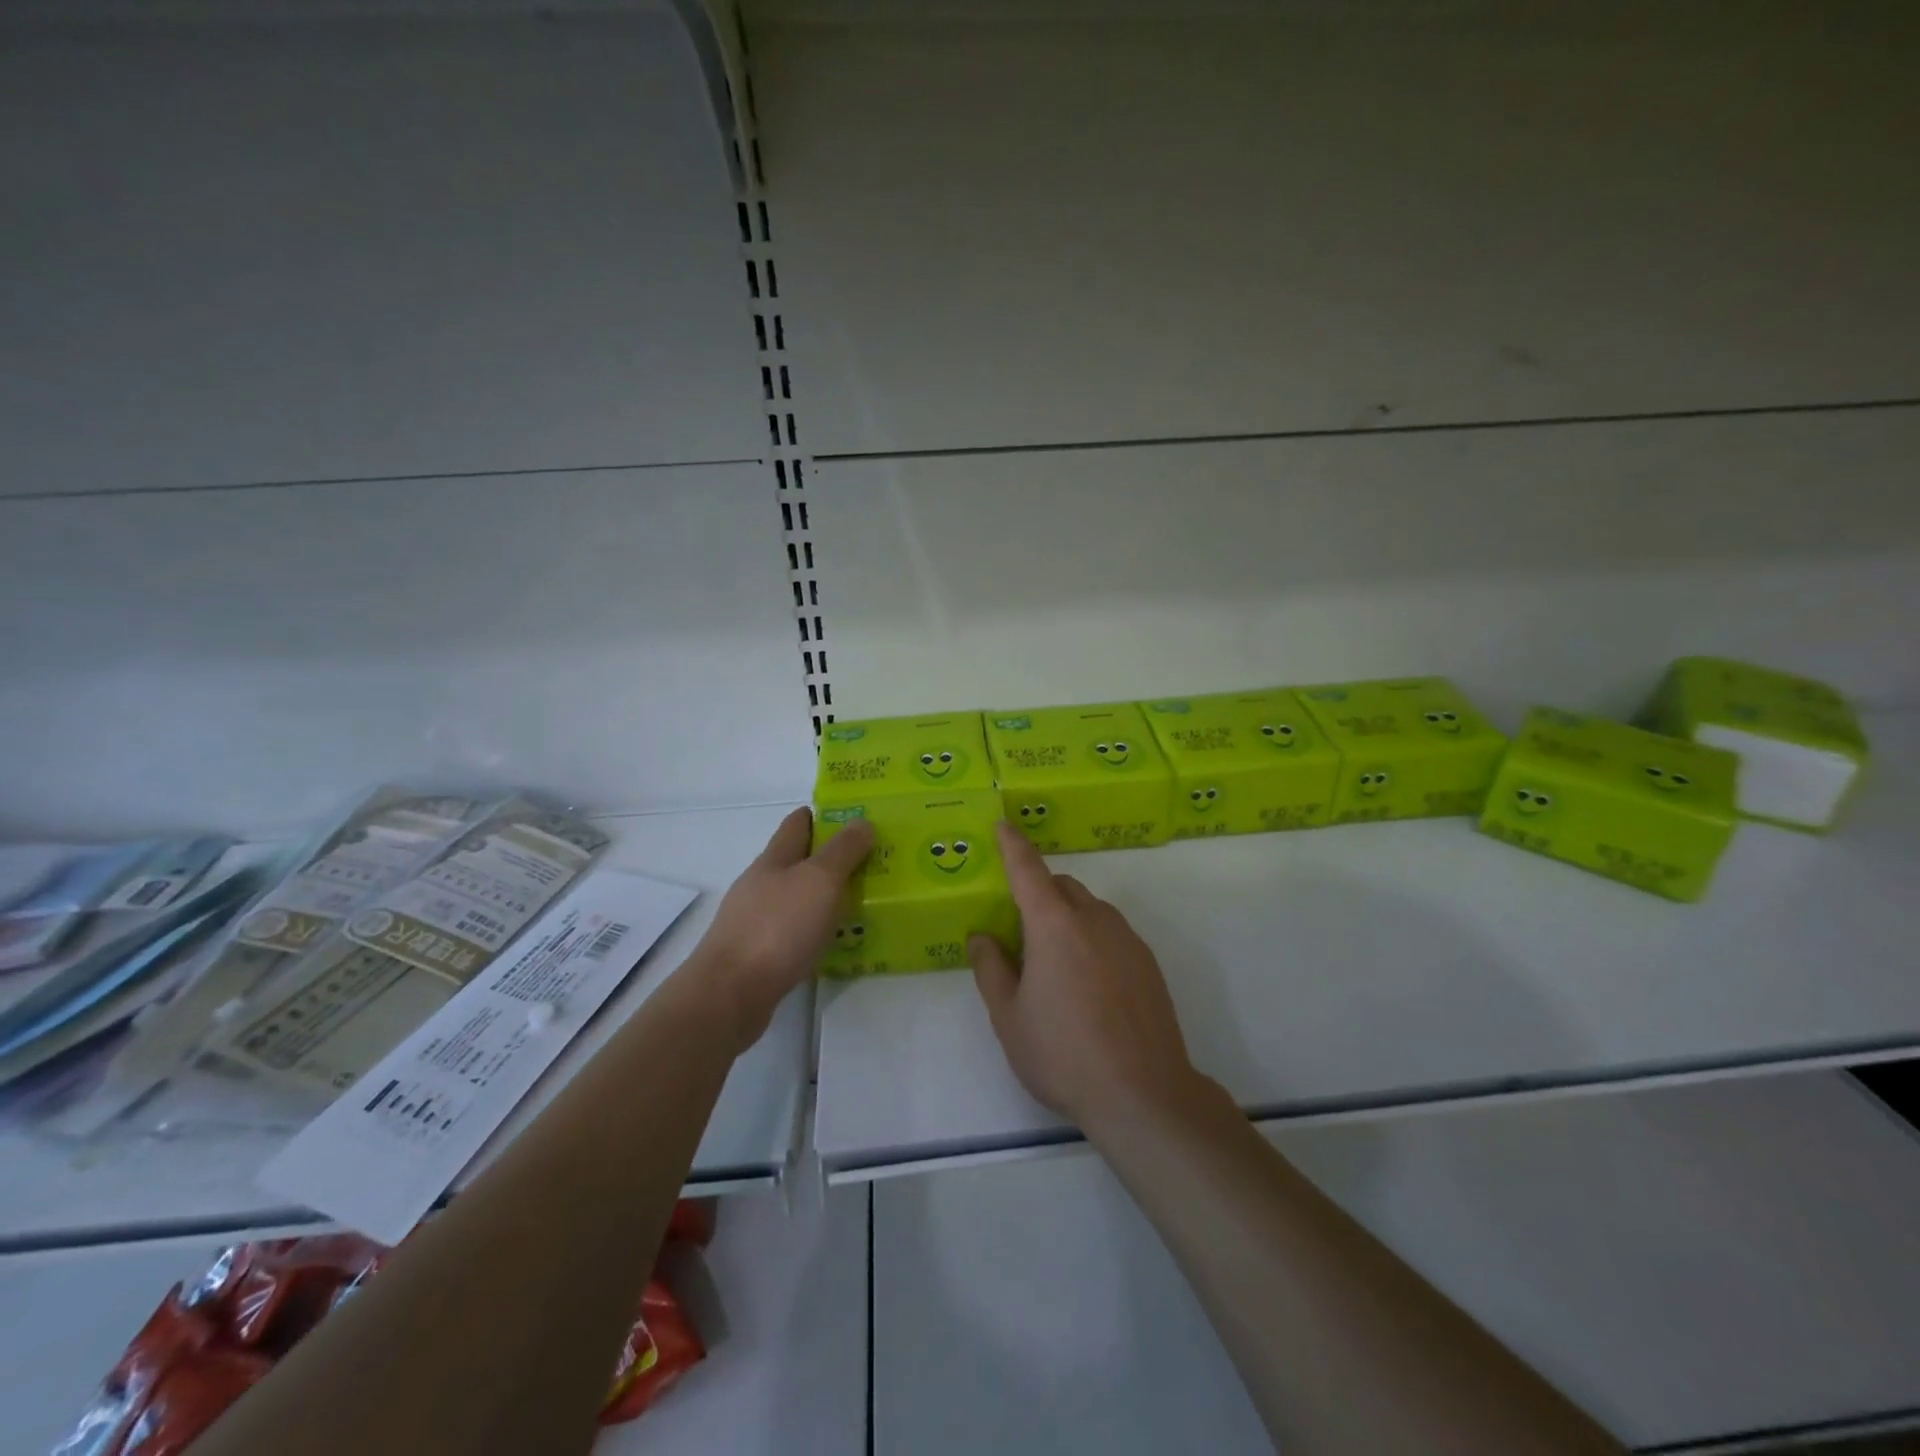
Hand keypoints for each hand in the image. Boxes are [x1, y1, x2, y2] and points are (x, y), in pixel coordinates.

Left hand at [686, 807, 874, 1051]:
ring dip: (824, 897)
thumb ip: (843, 850)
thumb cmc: (778, 928)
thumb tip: (861, 821)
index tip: (857, 819)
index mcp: (774, 859)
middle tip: (872, 863)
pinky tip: (834, 942)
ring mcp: (755, 920)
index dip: (824, 816)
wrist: (730, 995)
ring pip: (796, 898)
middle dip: (831, 858)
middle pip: (798, 861)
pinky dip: (814, 930)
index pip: (798, 823)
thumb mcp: (819, 880)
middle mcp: (761, 884)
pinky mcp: (757, 954)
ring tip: (861, 903)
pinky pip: (793, 932)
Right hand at [969, 821, 1199, 1134]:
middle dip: (1039, 893)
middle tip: (1021, 933)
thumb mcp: (1009, 1017)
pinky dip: (1093, 938)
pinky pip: (1112, 933)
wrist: (1142, 1094)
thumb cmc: (1063, 1054)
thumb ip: (991, 969)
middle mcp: (1094, 920)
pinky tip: (1089, 985)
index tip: (1003, 825)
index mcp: (1053, 926)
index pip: (1028, 871)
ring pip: (1090, 909)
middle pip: (1062, 887)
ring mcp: (1127, 940)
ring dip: (1068, 916)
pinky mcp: (1148, 963)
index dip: (1013, 846)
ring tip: (1056, 965)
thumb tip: (983, 937)